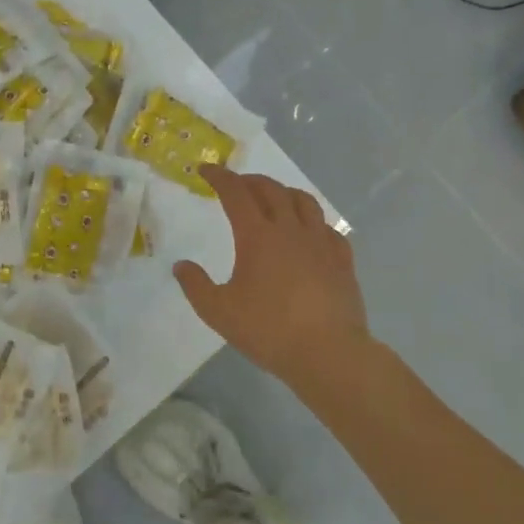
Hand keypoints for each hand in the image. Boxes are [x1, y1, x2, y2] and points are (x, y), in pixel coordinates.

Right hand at [175, 165, 374, 392]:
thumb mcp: (218, 311)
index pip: (235, 193)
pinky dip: (312, 221)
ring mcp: (320, 243)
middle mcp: (289, 230)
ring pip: (303, 201)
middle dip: (250, 180)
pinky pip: (328, 228)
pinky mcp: (342, 261)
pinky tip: (309, 232)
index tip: (205, 170)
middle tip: (237, 184)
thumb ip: (195, 285)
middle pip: (271, 189)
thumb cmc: (269, 330)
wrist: (329, 353)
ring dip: (284, 192)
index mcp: (257, 236)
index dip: (219, 177)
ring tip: (274, 197)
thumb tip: (181, 266)